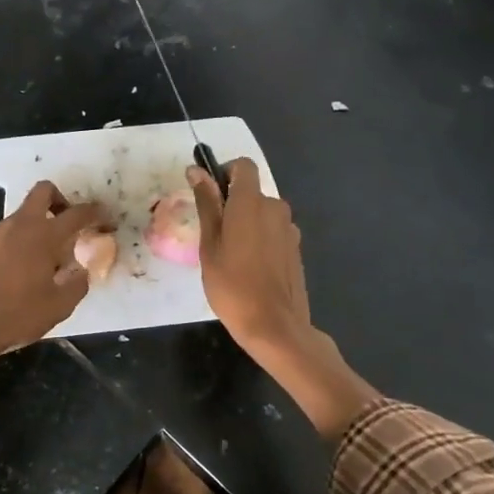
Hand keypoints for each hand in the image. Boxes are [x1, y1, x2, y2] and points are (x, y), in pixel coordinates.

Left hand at [0, 181, 108, 381]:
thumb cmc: (16, 315)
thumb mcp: (59, 306)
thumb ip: (77, 283)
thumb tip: (82, 271)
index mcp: (44, 236)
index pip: (77, 214)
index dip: (95, 213)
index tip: (105, 220)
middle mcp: (18, 225)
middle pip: (43, 192)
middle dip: (60, 200)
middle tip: (67, 225)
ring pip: (20, 216)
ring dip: (35, 227)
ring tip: (40, 260)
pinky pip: (2, 236)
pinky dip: (15, 244)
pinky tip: (13, 272)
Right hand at [187, 158, 311, 356]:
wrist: (274, 326)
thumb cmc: (232, 286)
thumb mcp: (209, 245)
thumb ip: (206, 204)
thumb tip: (197, 171)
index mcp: (251, 203)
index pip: (243, 166)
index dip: (225, 172)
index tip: (210, 195)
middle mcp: (275, 208)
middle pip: (252, 192)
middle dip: (232, 205)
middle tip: (213, 236)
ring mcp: (289, 229)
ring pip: (262, 214)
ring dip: (246, 224)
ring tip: (230, 257)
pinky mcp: (296, 249)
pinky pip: (273, 232)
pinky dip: (260, 240)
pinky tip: (250, 269)